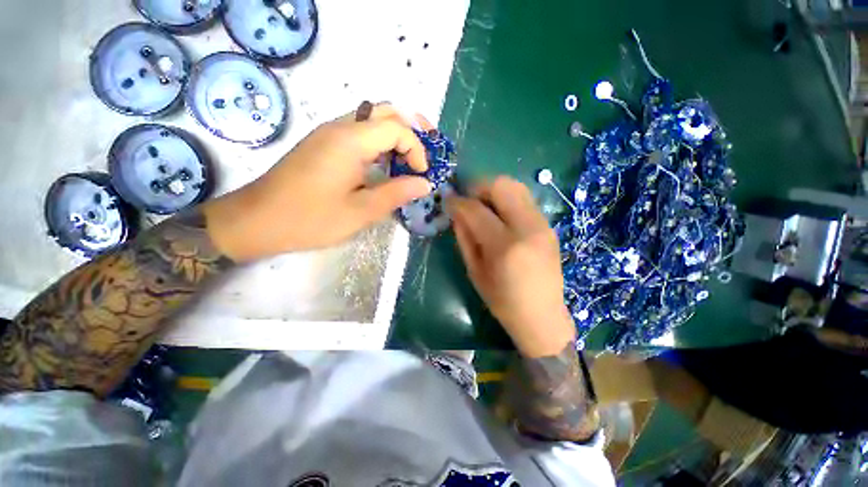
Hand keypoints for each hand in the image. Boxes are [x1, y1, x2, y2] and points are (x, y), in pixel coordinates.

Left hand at [203, 104, 432, 261]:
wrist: (257, 220)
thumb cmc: (310, 219)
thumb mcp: (360, 212)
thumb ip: (396, 193)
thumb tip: (425, 183)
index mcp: (349, 141)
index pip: (396, 127)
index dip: (417, 149)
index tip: (421, 174)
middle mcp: (339, 127)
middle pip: (385, 112)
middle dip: (411, 130)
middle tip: (424, 154)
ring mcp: (328, 133)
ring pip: (371, 119)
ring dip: (395, 135)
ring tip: (409, 160)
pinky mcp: (322, 143)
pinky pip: (359, 131)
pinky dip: (379, 143)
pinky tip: (383, 164)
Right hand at [449, 177, 575, 357]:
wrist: (542, 315)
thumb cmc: (502, 300)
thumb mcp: (475, 271)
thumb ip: (464, 237)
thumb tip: (456, 212)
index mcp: (505, 246)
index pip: (476, 210)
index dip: (458, 201)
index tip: (448, 200)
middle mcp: (528, 228)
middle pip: (502, 186)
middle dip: (478, 186)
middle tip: (467, 199)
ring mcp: (543, 224)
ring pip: (517, 187)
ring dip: (494, 190)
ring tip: (482, 205)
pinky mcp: (549, 226)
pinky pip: (525, 200)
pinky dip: (507, 200)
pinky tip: (499, 216)